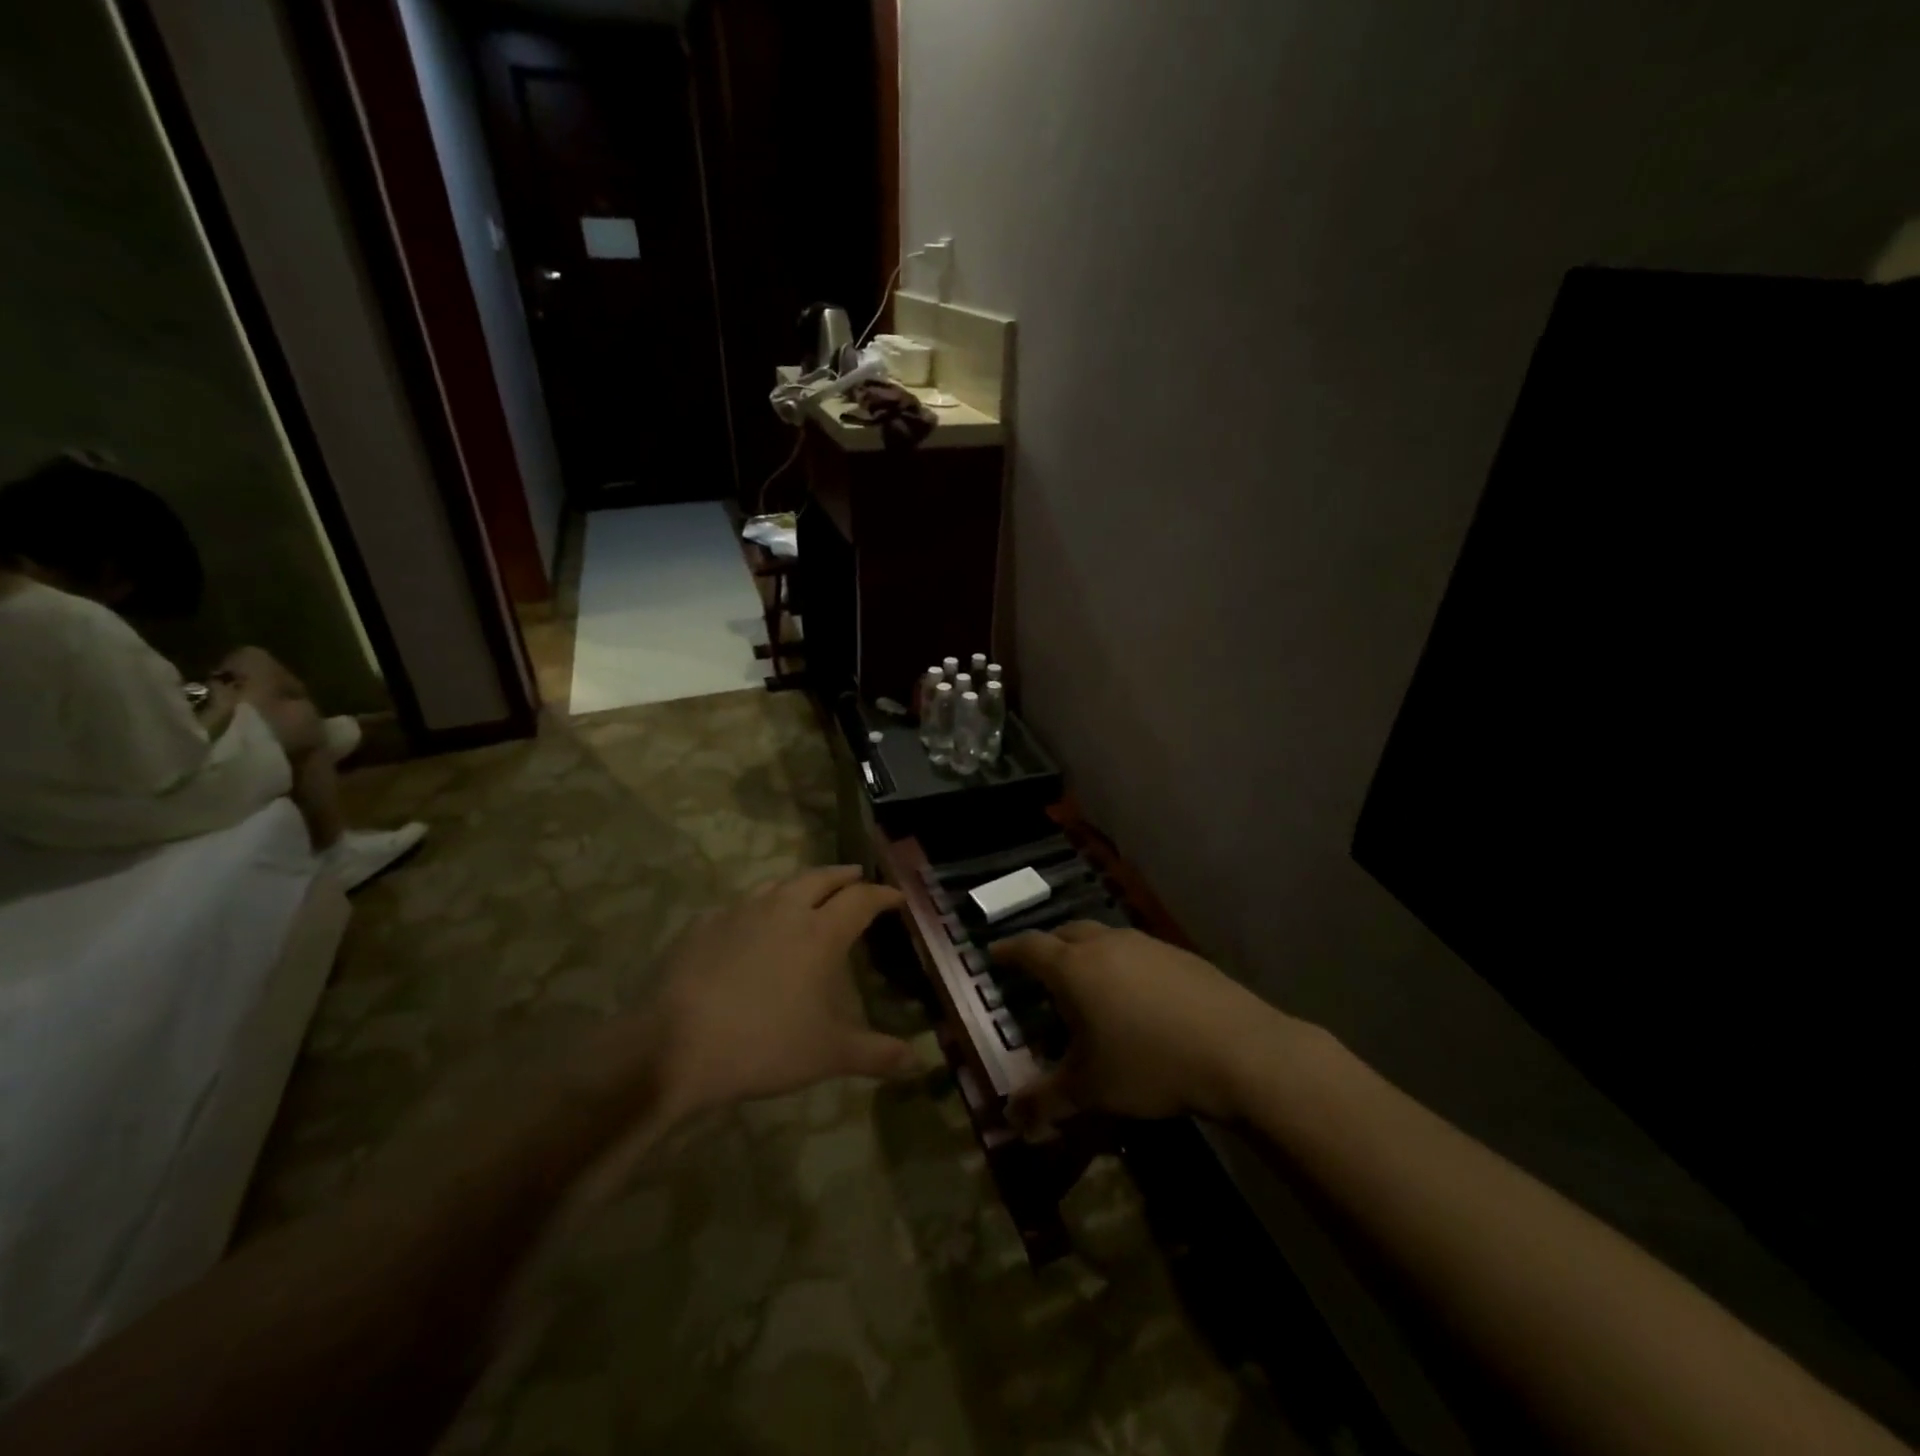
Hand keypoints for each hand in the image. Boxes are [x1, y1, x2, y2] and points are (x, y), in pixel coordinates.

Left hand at [648, 867, 915, 1119]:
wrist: (673, 1046)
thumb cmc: (764, 1045)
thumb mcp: (828, 1055)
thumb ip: (876, 1054)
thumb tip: (918, 1061)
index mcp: (820, 932)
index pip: (861, 900)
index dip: (882, 895)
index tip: (896, 896)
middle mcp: (783, 910)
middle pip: (820, 878)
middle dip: (843, 876)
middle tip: (856, 877)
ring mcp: (739, 913)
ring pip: (778, 884)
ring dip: (800, 884)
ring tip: (807, 892)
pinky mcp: (703, 925)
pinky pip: (738, 907)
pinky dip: (756, 908)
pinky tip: (749, 925)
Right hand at [992, 922, 1295, 1127]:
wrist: (1237, 1050)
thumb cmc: (1148, 1064)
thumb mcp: (1090, 1090)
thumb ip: (1045, 1101)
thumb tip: (1009, 1118)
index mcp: (1073, 968)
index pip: (1029, 948)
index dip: (1008, 951)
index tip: (994, 955)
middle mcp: (1105, 945)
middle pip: (1066, 933)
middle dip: (1048, 947)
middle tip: (1040, 968)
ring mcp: (1145, 944)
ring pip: (1103, 938)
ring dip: (1087, 952)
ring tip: (1088, 982)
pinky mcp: (1178, 954)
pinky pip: (1136, 951)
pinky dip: (1122, 964)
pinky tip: (1136, 995)